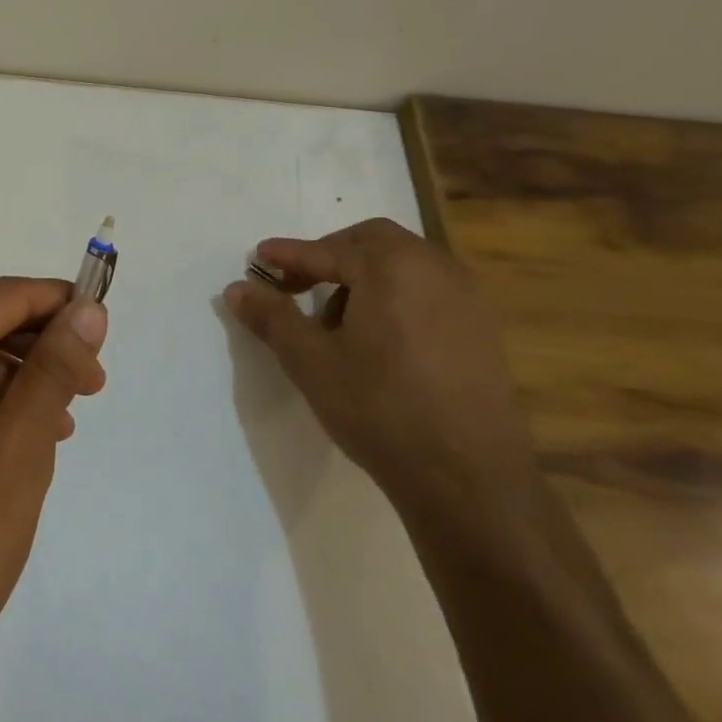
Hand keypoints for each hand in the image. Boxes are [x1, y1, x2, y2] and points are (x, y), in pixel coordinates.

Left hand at [0, 277, 108, 673]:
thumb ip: (53, 371)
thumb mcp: (19, 453)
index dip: (57, 303)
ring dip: (12, 376)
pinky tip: (14, 435)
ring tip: (59, 423)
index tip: (103, 327)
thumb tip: (88, 309)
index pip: (0, 297)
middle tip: (91, 388)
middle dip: (38, 346)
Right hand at [224, 218, 538, 525]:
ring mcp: (468, 300)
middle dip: (329, 255)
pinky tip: (377, 341)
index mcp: (392, 267)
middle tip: (296, 284)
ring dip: (363, 277)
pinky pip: (428, 292)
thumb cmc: (379, 407)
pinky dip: (395, 297)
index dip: (288, 255)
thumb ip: (271, 317)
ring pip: (404, 266)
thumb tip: (237, 289)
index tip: (258, 258)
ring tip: (334, 320)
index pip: (327, 250)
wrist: (469, 478)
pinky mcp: (484, 332)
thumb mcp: (309, 360)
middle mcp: (436, 269)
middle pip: (372, 242)